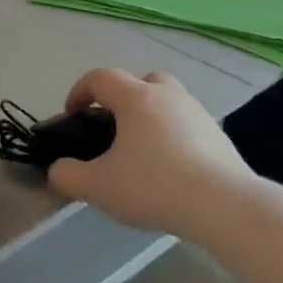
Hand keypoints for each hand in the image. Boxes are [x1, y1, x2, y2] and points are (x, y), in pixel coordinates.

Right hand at [46, 69, 253, 236]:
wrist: (223, 205)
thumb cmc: (153, 186)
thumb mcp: (97, 187)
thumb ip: (68, 176)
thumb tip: (58, 169)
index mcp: (136, 98)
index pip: (100, 78)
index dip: (79, 92)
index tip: (72, 116)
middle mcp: (169, 96)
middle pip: (142, 81)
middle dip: (123, 99)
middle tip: (113, 130)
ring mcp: (198, 113)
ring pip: (168, 102)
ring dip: (150, 118)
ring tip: (141, 154)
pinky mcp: (218, 136)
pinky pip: (187, 126)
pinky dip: (173, 138)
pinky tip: (169, 170)